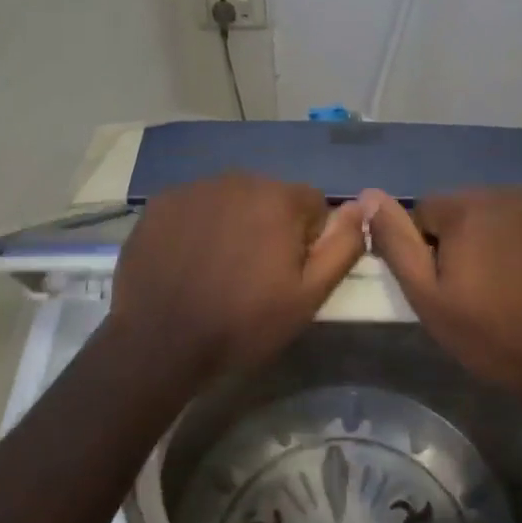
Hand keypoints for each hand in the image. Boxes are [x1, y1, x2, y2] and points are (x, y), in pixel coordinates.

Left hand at [108, 174, 366, 378]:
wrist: (159, 343)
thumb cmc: (243, 323)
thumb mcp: (309, 296)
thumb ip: (342, 246)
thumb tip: (361, 206)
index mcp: (278, 198)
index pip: (312, 204)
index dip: (308, 240)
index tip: (289, 273)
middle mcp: (238, 179)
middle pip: (271, 197)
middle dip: (271, 227)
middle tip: (255, 274)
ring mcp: (194, 188)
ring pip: (233, 200)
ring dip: (236, 223)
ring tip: (220, 268)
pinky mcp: (161, 203)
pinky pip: (196, 206)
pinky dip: (200, 226)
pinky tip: (189, 260)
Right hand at [361, 187, 521, 393]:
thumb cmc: (490, 335)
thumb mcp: (428, 299)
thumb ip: (396, 243)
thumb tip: (369, 195)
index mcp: (467, 207)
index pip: (429, 210)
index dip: (433, 247)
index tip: (452, 282)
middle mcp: (510, 191)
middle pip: (471, 205)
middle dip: (470, 235)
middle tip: (485, 283)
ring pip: (508, 207)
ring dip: (504, 231)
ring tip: (517, 276)